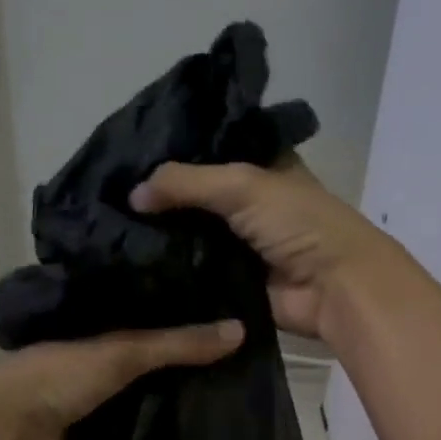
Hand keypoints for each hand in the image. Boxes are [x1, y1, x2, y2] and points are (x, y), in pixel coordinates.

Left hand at [0, 321, 243, 439]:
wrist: (7, 431)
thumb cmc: (60, 377)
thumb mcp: (122, 353)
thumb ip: (177, 344)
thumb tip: (240, 331)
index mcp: (97, 318)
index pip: (150, 305)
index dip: (185, 306)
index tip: (229, 307)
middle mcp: (95, 347)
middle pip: (148, 346)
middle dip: (182, 350)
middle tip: (236, 350)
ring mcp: (91, 385)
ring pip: (142, 381)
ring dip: (171, 384)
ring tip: (225, 379)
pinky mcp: (91, 420)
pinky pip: (133, 411)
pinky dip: (156, 412)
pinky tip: (190, 414)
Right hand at [130, 158, 405, 342]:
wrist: (333, 289)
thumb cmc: (298, 224)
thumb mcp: (241, 185)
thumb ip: (185, 182)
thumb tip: (132, 195)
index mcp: (260, 165)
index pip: (207, 150)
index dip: (172, 152)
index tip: (125, 156)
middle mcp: (248, 202)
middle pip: (194, 196)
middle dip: (158, 198)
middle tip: (107, 196)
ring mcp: (239, 244)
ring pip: (190, 235)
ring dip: (160, 236)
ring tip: (109, 229)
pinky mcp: (231, 281)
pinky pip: (193, 272)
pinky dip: (170, 270)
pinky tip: (131, 263)